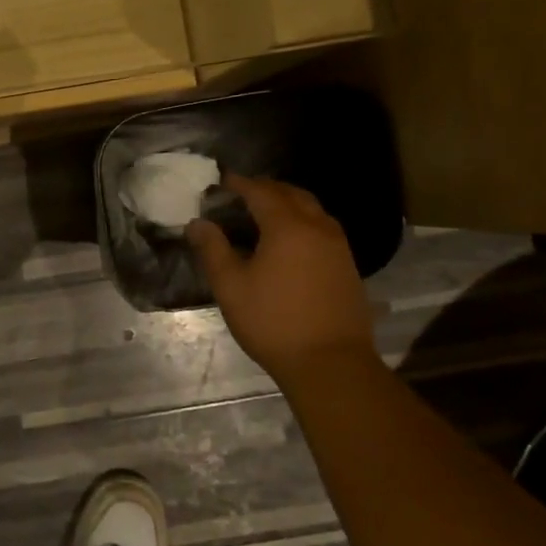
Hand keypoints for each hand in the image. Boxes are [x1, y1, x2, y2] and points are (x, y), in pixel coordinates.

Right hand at [188, 175, 375, 374]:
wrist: (331, 364)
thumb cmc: (273, 322)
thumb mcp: (231, 286)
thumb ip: (212, 249)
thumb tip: (198, 223)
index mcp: (287, 227)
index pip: (261, 192)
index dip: (239, 183)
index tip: (221, 181)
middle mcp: (317, 228)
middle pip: (292, 194)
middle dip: (266, 188)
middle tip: (241, 193)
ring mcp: (338, 247)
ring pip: (313, 210)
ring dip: (288, 203)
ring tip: (265, 213)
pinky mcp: (348, 267)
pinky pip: (323, 229)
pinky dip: (304, 222)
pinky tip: (290, 242)